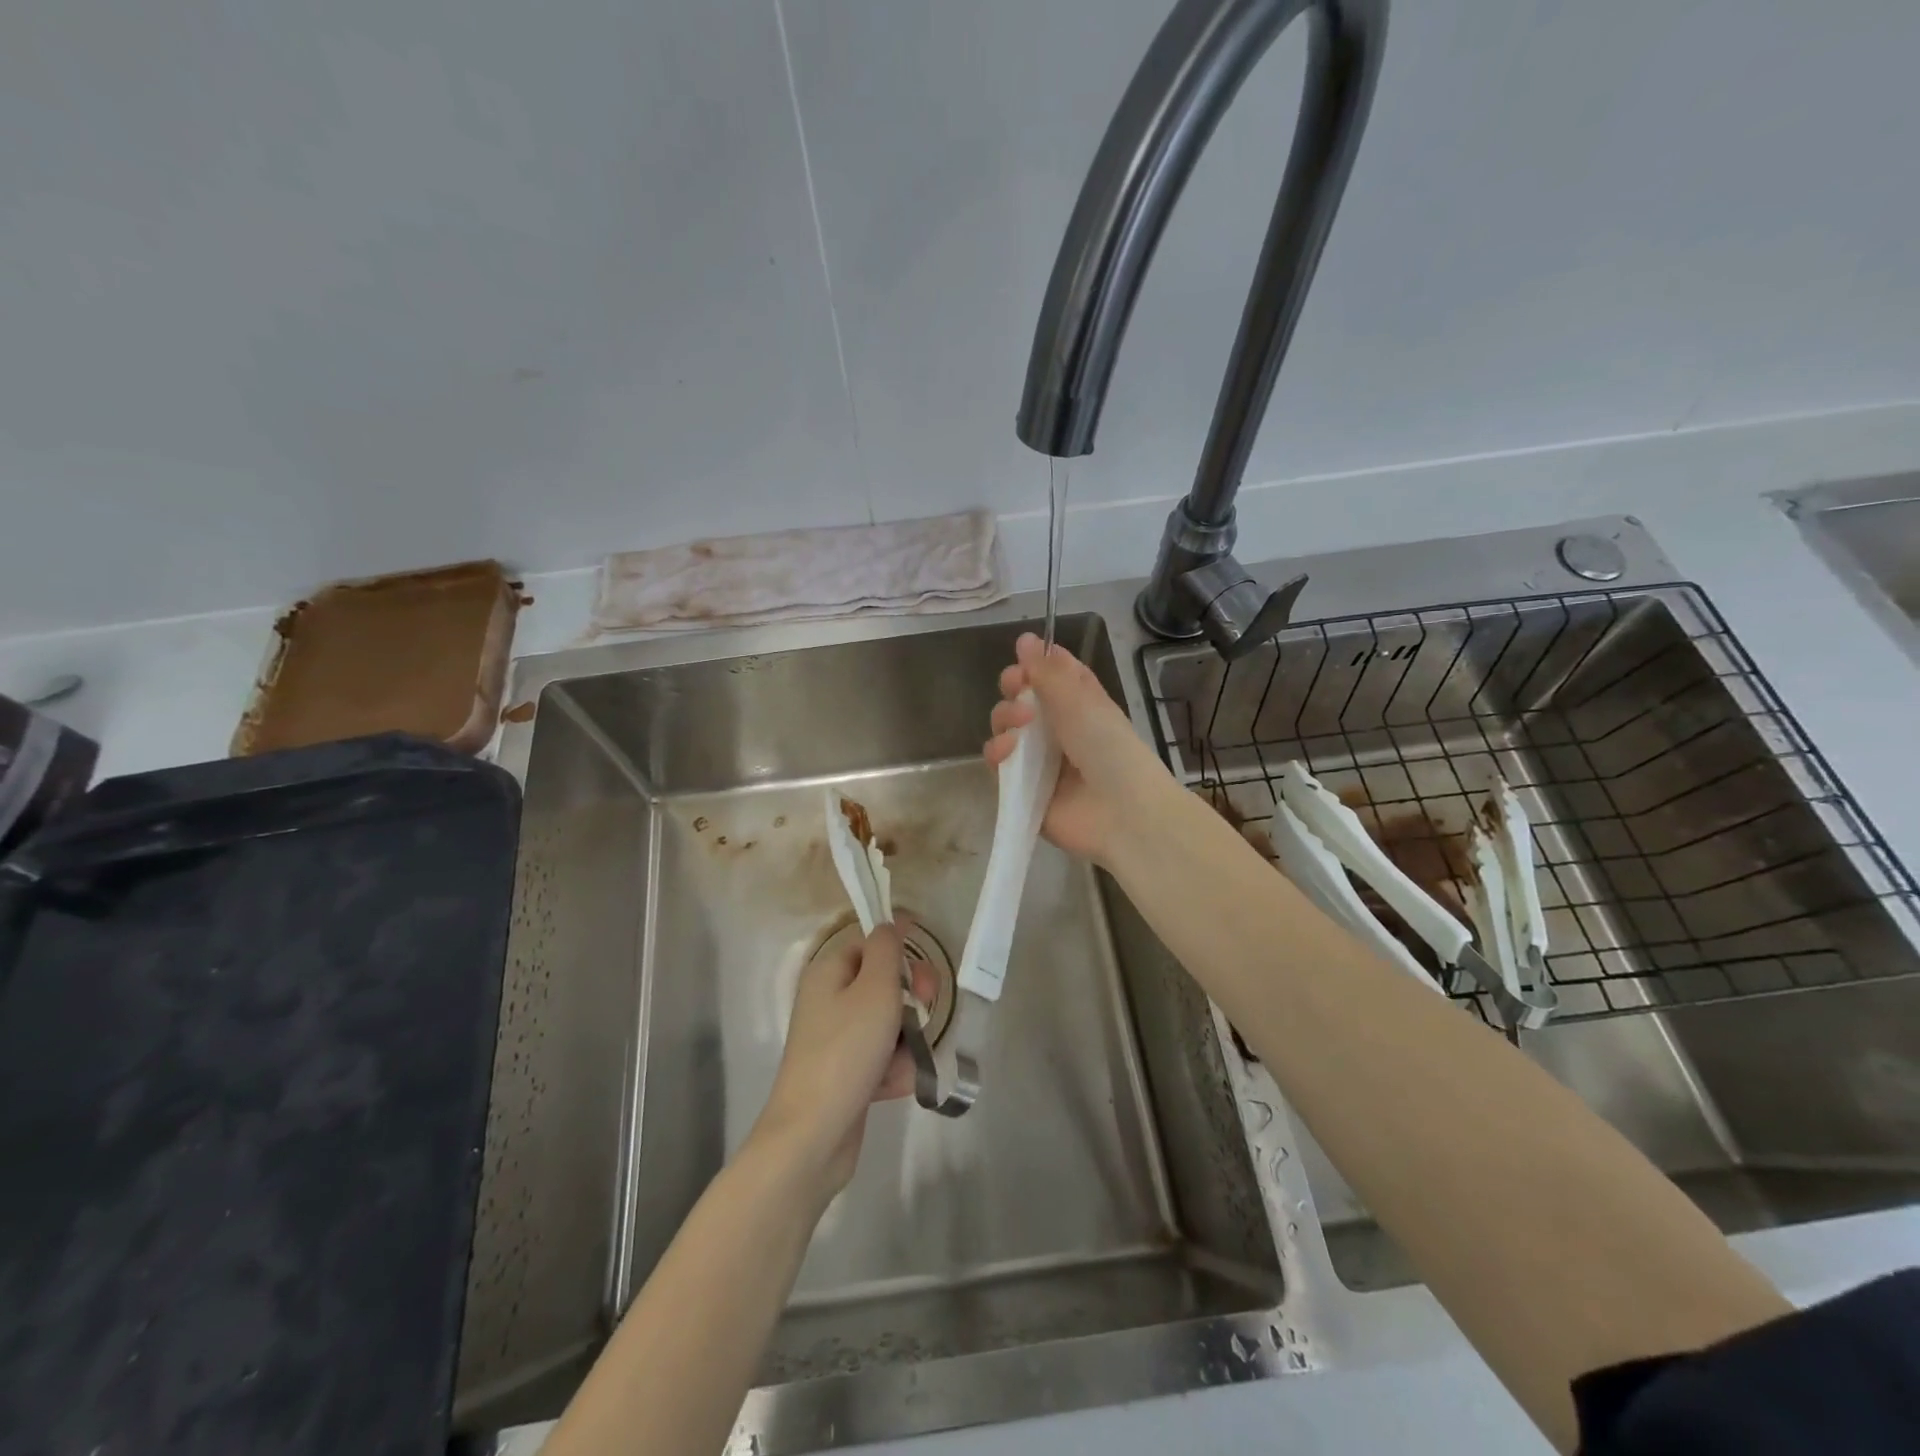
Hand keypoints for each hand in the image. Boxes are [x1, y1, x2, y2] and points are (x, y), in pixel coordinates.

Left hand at [749, 923, 934, 1201]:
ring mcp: (837, 1039)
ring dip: (907, 1040)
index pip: (871, 944)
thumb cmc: (846, 1051)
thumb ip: (887, 949)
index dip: (900, 952)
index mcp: (829, 972)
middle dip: (912, 998)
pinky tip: (896, 1086)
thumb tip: (890, 922)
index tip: (924, 972)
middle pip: (883, 983)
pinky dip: (894, 1069)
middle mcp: (829, 1000)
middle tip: (926, 1010)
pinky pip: (882, 1058)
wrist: (813, 1135)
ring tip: (906, 1060)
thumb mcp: (875, 989)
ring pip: (889, 1024)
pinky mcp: (846, 1074)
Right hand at [983, 632, 1179, 867]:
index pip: (1049, 675)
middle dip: (1013, 690)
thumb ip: (1047, 671)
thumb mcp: (1079, 700)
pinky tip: (1008, 753)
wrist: (1121, 812)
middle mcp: (1057, 729)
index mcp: (1079, 704)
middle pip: (1020, 699)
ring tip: (1018, 728)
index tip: (1024, 663)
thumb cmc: (1108, 747)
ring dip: (1004, 719)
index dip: (1033, 665)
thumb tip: (1024, 638)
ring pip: (1005, 730)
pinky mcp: (1022, 789)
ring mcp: (1039, 760)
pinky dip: (997, 753)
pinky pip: (998, 764)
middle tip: (1018, 692)